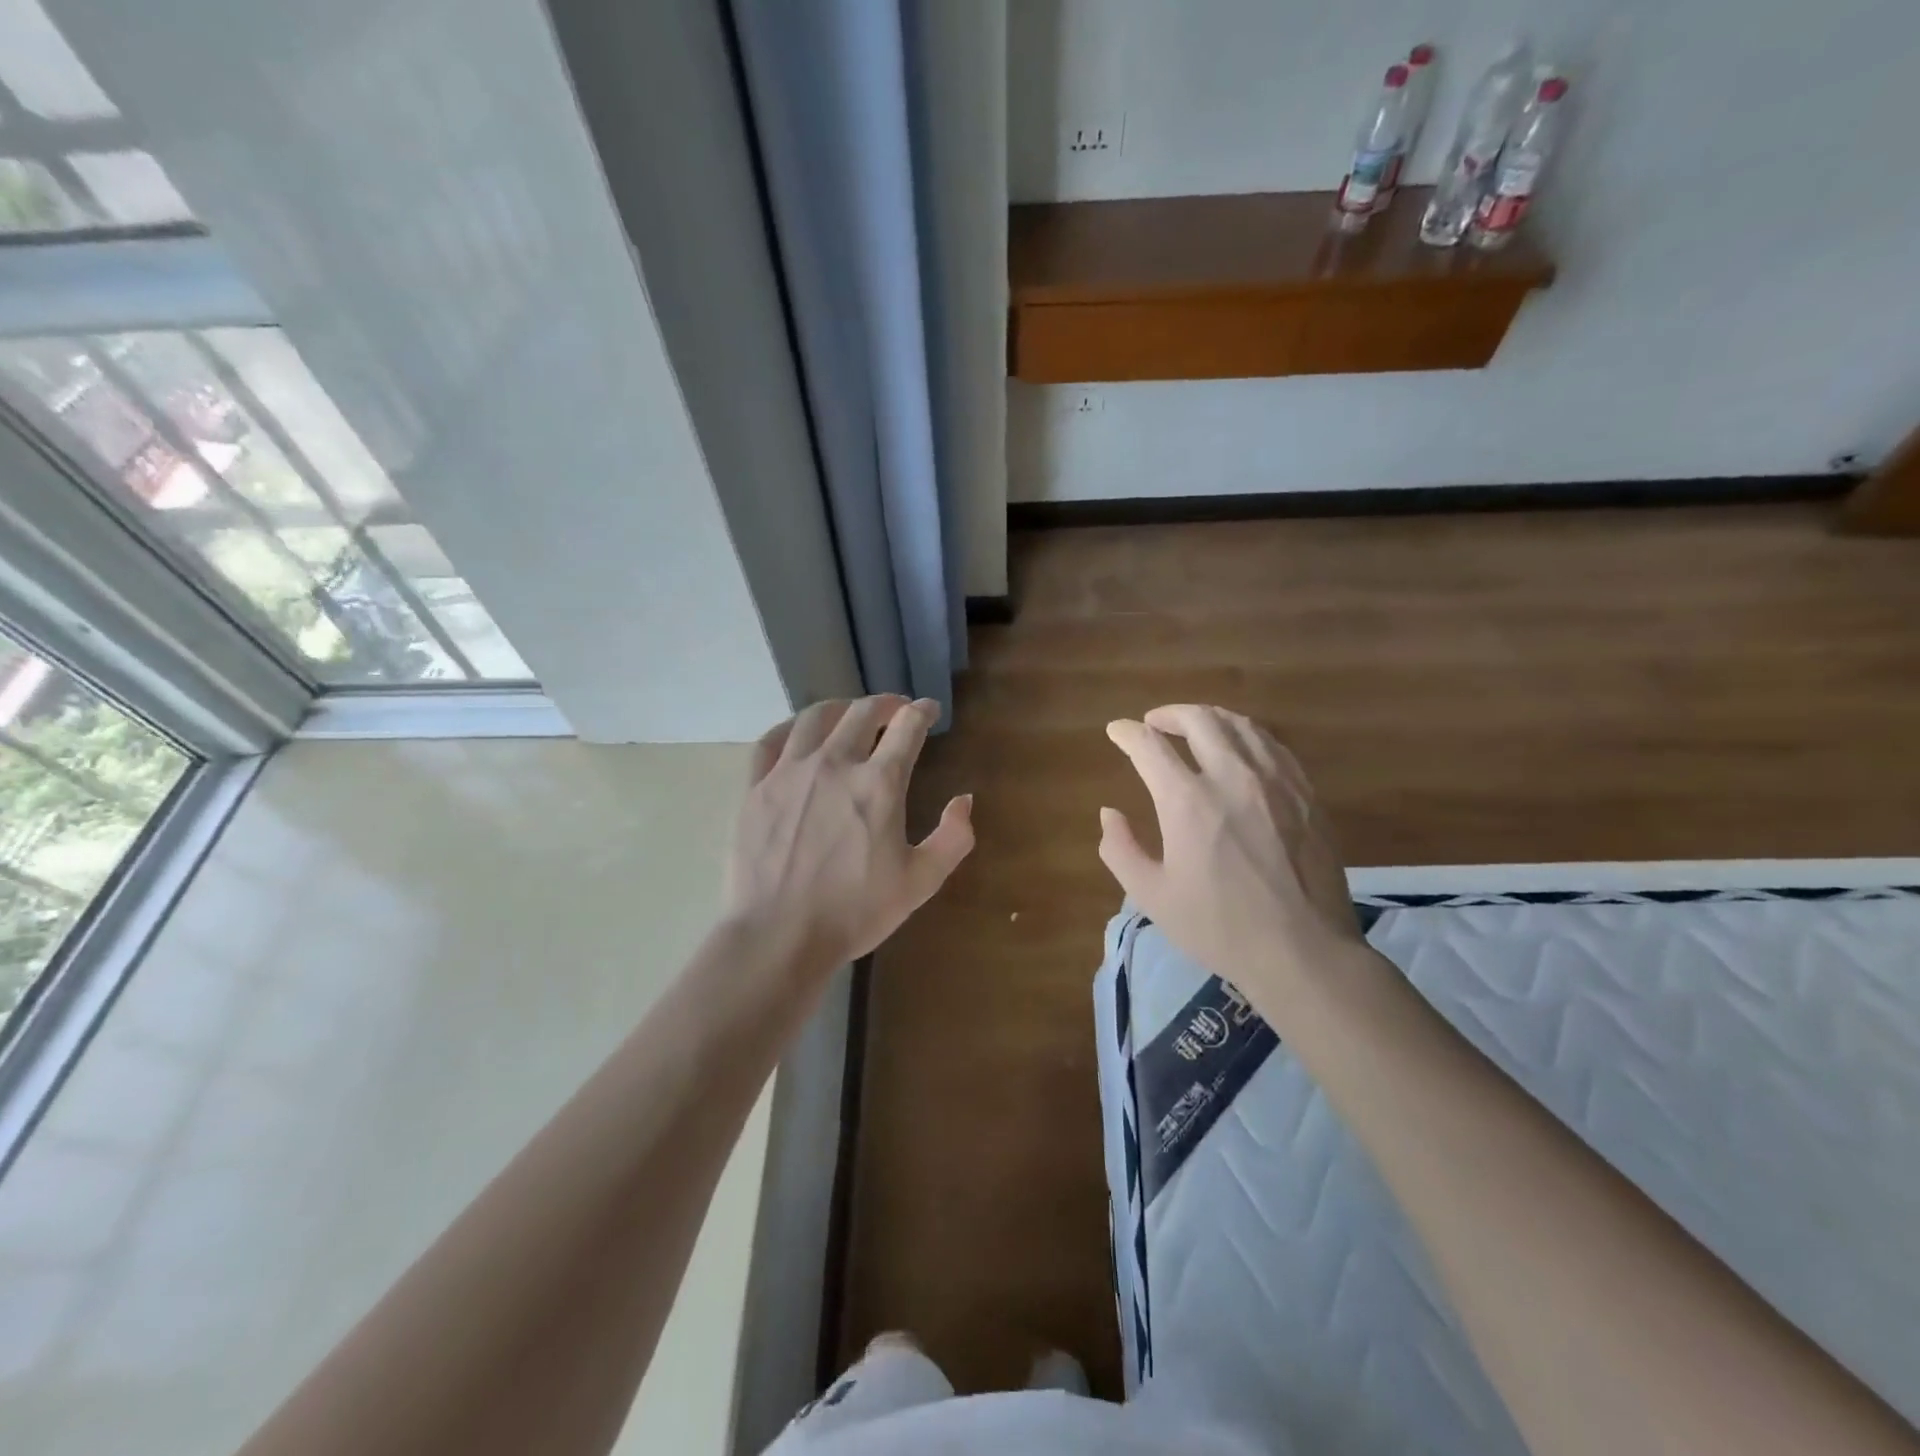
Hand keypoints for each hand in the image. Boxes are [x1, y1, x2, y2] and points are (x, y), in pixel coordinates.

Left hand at [724, 695, 973, 979]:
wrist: (779, 936)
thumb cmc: (855, 912)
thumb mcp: (920, 882)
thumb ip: (952, 838)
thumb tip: (964, 799)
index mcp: (879, 783)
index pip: (907, 727)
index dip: (923, 711)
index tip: (929, 709)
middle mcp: (834, 763)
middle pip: (863, 713)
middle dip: (886, 704)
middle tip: (895, 710)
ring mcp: (789, 772)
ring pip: (816, 717)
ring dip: (841, 708)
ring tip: (850, 714)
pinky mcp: (755, 787)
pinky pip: (771, 740)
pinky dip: (791, 727)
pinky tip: (799, 733)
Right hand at [1099, 704, 1363, 1021]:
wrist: (1304, 951)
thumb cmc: (1220, 927)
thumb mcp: (1152, 897)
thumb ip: (1120, 849)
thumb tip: (1109, 813)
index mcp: (1188, 801)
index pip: (1149, 746)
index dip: (1127, 733)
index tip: (1116, 731)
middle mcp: (1232, 776)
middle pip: (1199, 720)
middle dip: (1169, 714)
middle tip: (1154, 723)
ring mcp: (1275, 780)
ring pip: (1239, 724)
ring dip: (1208, 718)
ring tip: (1194, 727)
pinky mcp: (1305, 792)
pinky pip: (1271, 744)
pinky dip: (1245, 735)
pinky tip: (1239, 748)